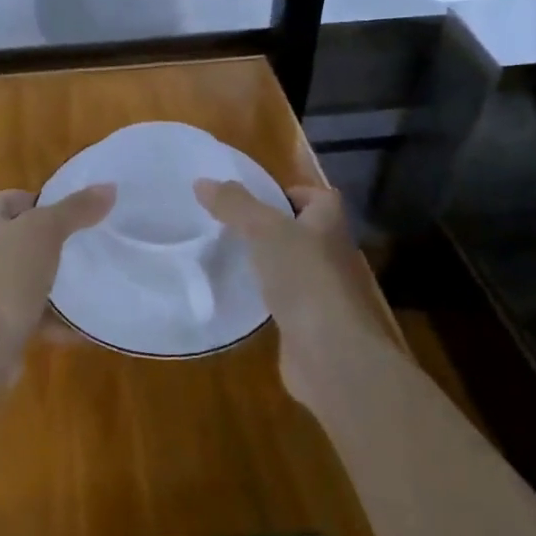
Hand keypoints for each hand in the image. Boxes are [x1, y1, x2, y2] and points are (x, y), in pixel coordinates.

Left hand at [0, 185, 115, 378]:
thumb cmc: (4, 280)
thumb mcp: (44, 233)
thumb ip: (76, 208)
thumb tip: (109, 187)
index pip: (24, 198)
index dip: (56, 210)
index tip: (85, 227)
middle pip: (25, 237)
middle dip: (58, 248)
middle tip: (90, 256)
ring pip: (25, 274)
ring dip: (55, 285)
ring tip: (90, 289)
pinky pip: (24, 308)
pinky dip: (49, 315)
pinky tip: (80, 327)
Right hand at [194, 180, 391, 410]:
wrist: (332, 354)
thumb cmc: (305, 278)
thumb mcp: (264, 230)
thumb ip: (234, 205)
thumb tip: (202, 181)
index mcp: (329, 224)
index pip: (318, 197)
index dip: (291, 192)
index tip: (256, 200)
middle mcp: (333, 254)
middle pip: (303, 231)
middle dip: (272, 228)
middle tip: (231, 226)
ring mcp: (324, 292)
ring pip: (293, 267)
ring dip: (268, 263)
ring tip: (229, 257)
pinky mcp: (310, 324)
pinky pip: (286, 301)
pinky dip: (266, 297)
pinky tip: (240, 296)